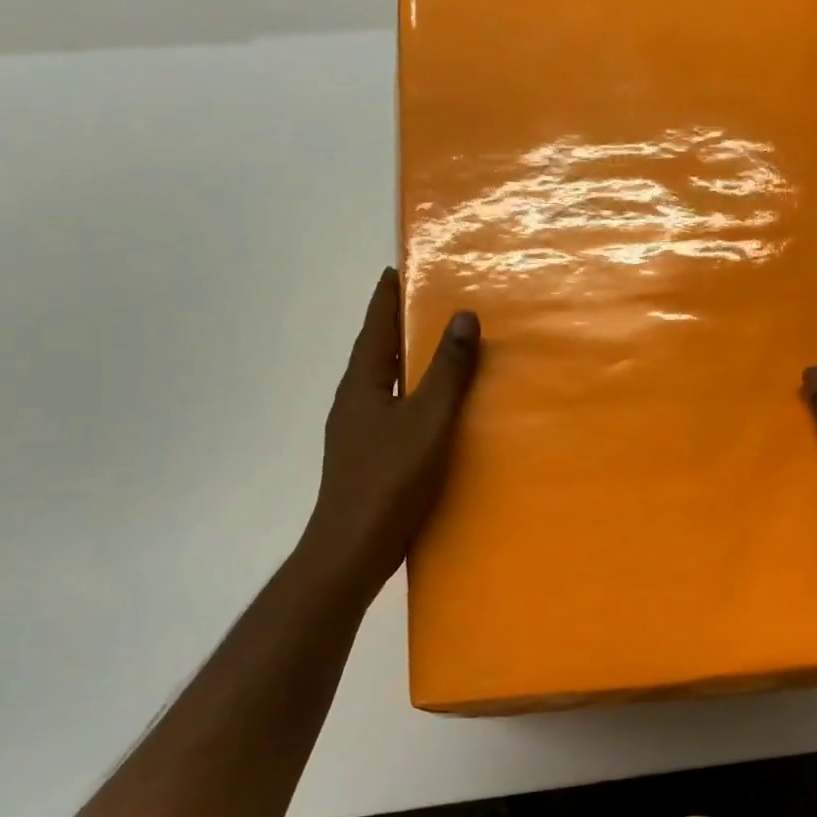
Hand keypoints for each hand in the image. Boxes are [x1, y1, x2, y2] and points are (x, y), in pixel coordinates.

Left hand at [304, 268, 479, 598]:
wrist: (353, 547)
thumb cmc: (390, 478)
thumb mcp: (428, 420)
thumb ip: (447, 371)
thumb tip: (463, 316)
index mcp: (362, 384)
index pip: (374, 328)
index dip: (385, 298)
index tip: (395, 269)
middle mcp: (353, 402)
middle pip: (374, 353)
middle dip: (394, 327)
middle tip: (421, 304)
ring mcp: (355, 433)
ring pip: (380, 384)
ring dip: (400, 363)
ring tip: (428, 352)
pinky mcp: (365, 458)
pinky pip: (388, 411)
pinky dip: (406, 396)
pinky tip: (425, 413)